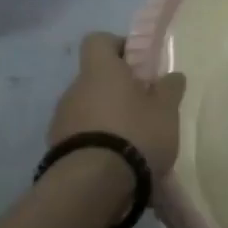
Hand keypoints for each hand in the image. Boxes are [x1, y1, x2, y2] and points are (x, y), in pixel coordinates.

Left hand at [49, 32, 187, 181]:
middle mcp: (74, 89)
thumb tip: (171, 76)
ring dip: (106, 118)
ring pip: (87, 109)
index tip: (138, 64)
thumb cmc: (134, 135)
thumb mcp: (166, 111)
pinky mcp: (56, 150)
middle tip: (144, 108)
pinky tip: (116, 162)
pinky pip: (80, 136)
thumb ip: (170, 89)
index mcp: (100, 71)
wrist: (91, 187)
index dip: (117, 46)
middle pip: (95, 79)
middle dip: (117, 90)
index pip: (98, 40)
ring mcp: (61, 121)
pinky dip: (96, 143)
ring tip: (132, 142)